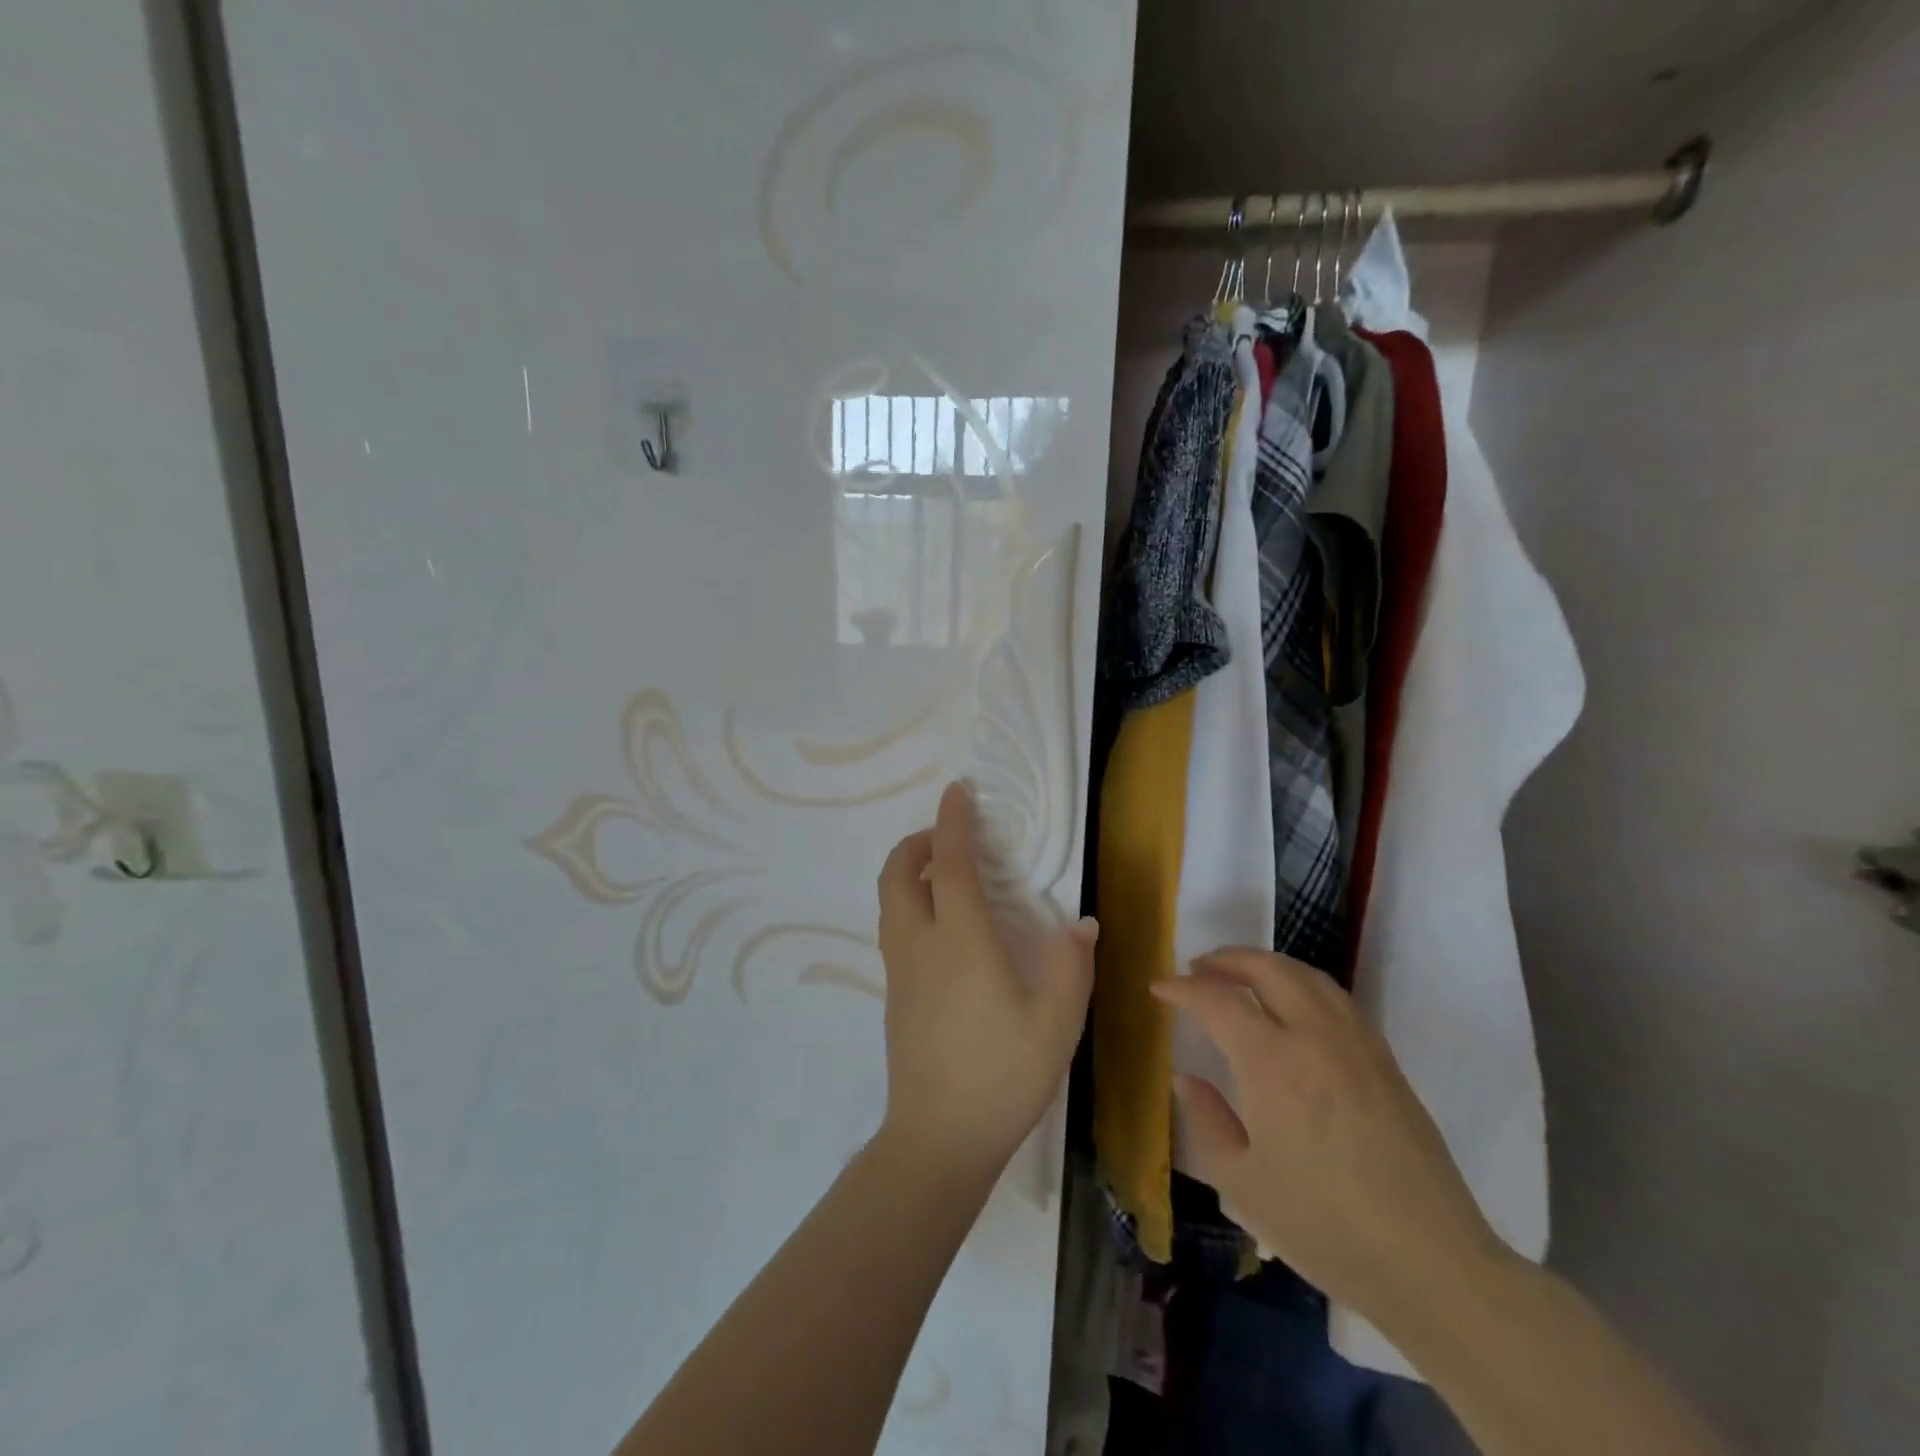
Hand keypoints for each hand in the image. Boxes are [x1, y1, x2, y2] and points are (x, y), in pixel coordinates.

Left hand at [874, 782, 1096, 1174]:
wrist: (938, 1139)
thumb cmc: (1002, 1076)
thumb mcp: (1057, 1023)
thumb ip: (1071, 966)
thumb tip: (1081, 923)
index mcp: (960, 941)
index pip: (949, 864)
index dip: (953, 822)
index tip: (957, 790)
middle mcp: (920, 945)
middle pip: (897, 873)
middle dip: (917, 842)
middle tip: (949, 837)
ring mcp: (899, 971)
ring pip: (889, 901)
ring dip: (909, 872)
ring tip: (946, 875)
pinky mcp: (894, 995)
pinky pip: (894, 928)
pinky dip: (909, 903)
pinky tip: (944, 928)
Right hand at [1153, 949, 1509, 1331]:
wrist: (1432, 1264)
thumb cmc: (1325, 1227)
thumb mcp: (1242, 1184)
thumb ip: (1207, 1121)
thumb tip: (1187, 1079)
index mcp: (1272, 1063)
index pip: (1218, 1001)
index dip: (1183, 989)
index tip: (1159, 987)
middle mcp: (1315, 1037)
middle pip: (1267, 969)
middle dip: (1226, 959)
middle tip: (1197, 969)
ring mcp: (1356, 1044)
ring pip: (1307, 975)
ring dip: (1266, 964)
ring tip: (1241, 975)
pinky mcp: (1385, 1061)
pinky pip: (1336, 998)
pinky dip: (1302, 983)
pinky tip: (1292, 1006)